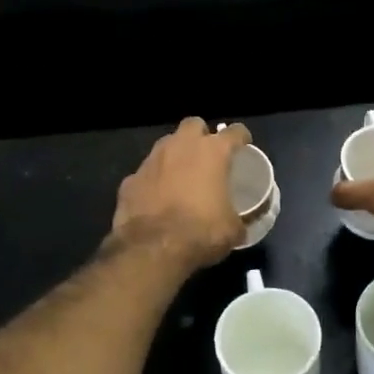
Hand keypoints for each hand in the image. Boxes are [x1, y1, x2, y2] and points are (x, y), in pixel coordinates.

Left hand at [112, 117, 250, 269]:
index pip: (234, 132)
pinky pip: (146, 173)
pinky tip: (156, 198)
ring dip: (175, 155)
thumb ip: (239, 219)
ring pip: (166, 145)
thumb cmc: (201, 232)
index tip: (243, 145)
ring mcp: (152, 160)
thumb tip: (242, 225)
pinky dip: (153, 181)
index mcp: (212, 152)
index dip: (241, 137)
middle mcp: (181, 147)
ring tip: (181, 176)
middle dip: (201, 135)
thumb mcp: (233, 229)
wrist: (153, 249)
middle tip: (207, 155)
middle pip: (193, 125)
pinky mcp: (131, 179)